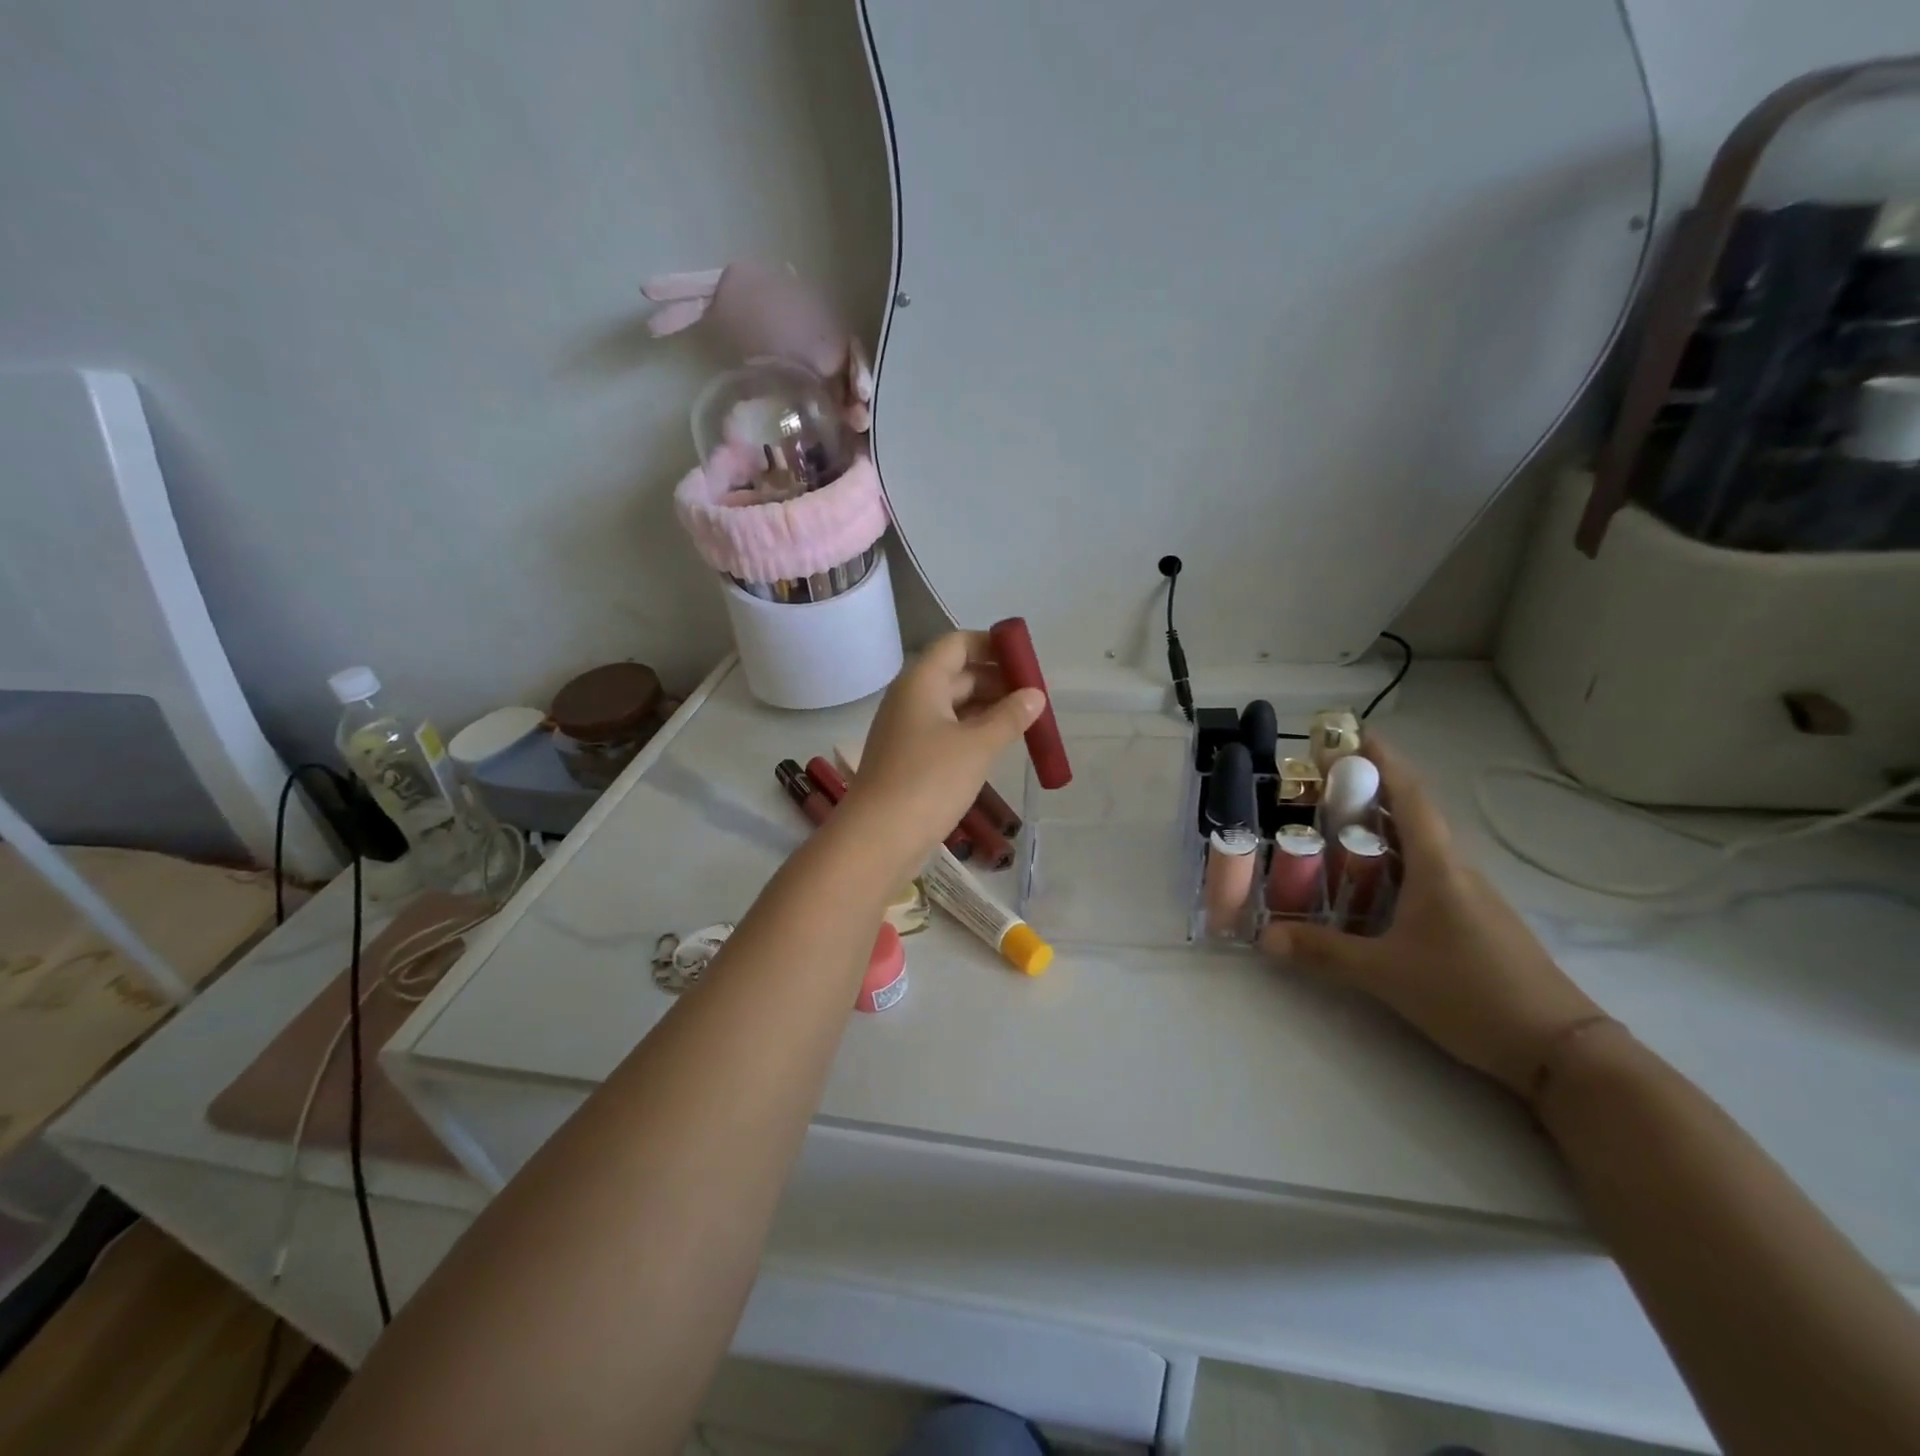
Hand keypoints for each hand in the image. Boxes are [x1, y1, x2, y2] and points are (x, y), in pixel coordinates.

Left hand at [840, 631, 1044, 867]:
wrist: (878, 837)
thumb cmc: (929, 781)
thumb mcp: (978, 747)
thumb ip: (1010, 717)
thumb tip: (1035, 695)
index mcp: (921, 681)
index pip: (957, 644)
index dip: (992, 645)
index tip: (1026, 662)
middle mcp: (911, 698)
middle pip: (957, 673)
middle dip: (997, 680)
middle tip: (1035, 698)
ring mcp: (907, 729)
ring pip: (953, 705)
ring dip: (988, 708)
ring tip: (1026, 722)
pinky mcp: (909, 758)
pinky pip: (946, 731)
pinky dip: (973, 732)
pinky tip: (998, 746)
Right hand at [1260, 741, 1602, 1095]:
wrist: (1560, 1049)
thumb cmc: (1471, 994)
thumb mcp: (1386, 975)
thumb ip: (1323, 953)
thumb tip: (1264, 938)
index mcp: (1438, 868)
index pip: (1410, 797)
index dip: (1383, 761)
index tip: (1354, 733)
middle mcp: (1457, 871)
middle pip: (1413, 815)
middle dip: (1371, 792)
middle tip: (1322, 786)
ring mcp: (1471, 897)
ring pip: (1421, 846)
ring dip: (1382, 828)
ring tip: (1334, 828)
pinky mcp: (1476, 921)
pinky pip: (1428, 873)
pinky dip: (1395, 862)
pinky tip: (1371, 885)